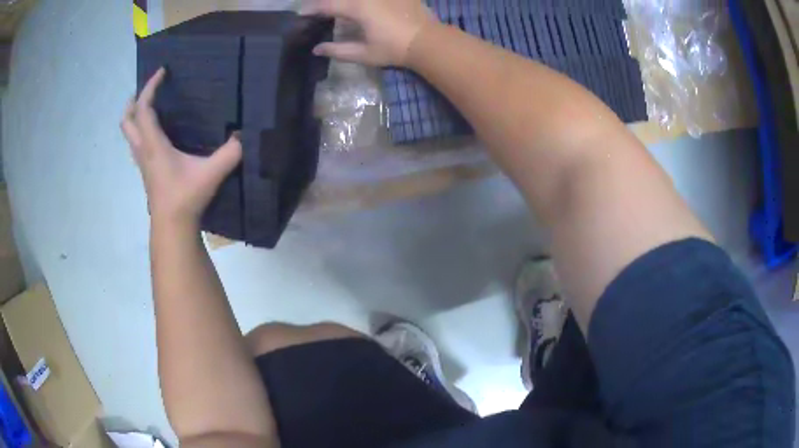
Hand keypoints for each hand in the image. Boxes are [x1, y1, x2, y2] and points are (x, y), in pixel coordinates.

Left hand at [121, 68, 242, 228]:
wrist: (172, 226)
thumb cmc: (186, 197)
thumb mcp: (211, 173)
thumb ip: (230, 153)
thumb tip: (244, 135)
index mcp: (154, 144)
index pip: (144, 109)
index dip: (150, 87)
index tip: (162, 71)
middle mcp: (143, 151)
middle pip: (127, 122)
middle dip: (133, 102)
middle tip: (147, 90)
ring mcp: (142, 163)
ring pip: (129, 135)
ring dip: (134, 118)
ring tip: (149, 107)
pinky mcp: (146, 172)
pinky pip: (137, 145)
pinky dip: (141, 132)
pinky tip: (155, 134)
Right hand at [302, 0, 436, 66]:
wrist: (428, 41)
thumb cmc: (394, 49)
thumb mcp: (364, 53)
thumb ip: (338, 50)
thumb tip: (317, 49)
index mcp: (358, 8)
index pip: (327, 6)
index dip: (312, 9)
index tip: (301, 14)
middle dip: (327, 2)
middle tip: (320, 10)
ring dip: (345, 2)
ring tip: (339, 9)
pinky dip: (362, 1)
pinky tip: (361, 6)